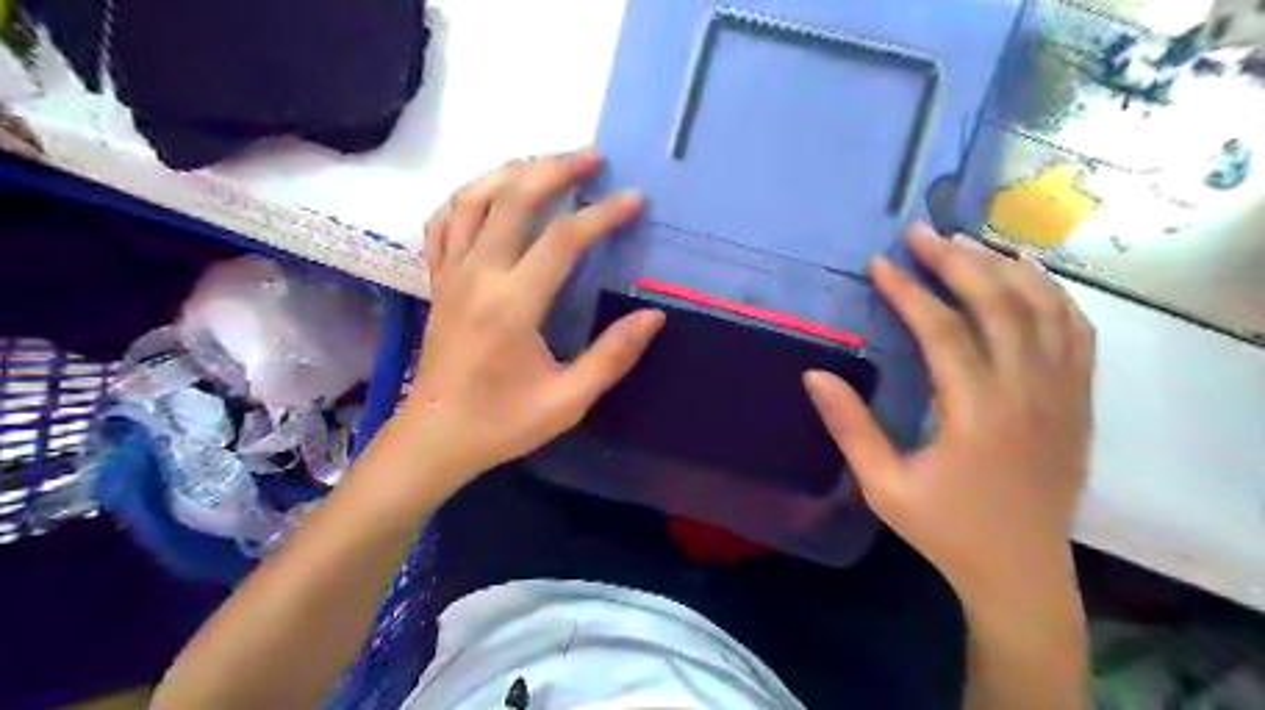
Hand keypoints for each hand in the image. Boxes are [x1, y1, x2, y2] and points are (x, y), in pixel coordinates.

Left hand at [400, 150, 665, 491]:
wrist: (435, 437)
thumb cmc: (502, 423)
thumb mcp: (567, 401)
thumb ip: (612, 356)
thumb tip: (654, 316)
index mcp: (512, 305)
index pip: (562, 240)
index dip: (602, 215)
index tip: (634, 199)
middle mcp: (478, 276)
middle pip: (514, 199)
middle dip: (556, 170)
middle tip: (593, 157)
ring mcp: (451, 273)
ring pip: (474, 199)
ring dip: (512, 172)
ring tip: (546, 164)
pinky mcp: (437, 280)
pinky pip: (445, 221)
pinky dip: (469, 196)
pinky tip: (492, 193)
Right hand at [809, 225, 1099, 608]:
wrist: (1022, 570)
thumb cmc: (946, 529)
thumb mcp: (884, 487)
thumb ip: (850, 427)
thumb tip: (815, 373)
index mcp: (977, 416)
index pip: (944, 332)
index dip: (909, 292)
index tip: (880, 263)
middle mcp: (1028, 394)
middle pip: (998, 305)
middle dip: (957, 261)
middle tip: (922, 232)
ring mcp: (1062, 394)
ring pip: (1043, 309)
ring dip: (1004, 267)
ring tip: (967, 241)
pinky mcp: (1079, 400)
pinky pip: (1076, 331)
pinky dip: (1053, 293)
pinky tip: (1028, 271)